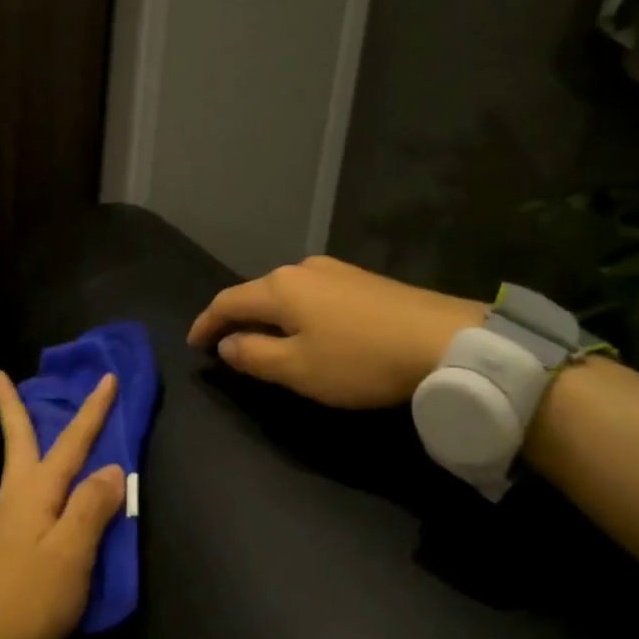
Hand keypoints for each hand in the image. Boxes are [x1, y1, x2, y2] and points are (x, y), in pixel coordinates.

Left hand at [0, 370, 125, 638]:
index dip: (93, 410)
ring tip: (28, 419)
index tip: (106, 378)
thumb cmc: (28, 599)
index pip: (72, 441)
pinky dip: (33, 473)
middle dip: (11, 405)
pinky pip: (25, 493)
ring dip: (23, 435)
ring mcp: (5, 522)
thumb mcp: (70, 553)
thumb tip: (109, 468)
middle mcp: (16, 497)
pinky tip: (42, 486)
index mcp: (34, 491)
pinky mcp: (4, 547)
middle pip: (18, 440)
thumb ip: (91, 507)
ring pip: (19, 465)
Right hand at [186, 255, 484, 408]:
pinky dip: (298, 313)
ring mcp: (336, 270)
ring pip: (286, 292)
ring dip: (269, 316)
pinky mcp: (364, 280)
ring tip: (266, 340)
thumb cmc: (360, 359)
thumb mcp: (298, 369)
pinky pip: (313, 294)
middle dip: (236, 318)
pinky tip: (309, 330)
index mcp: (279, 287)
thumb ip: (254, 356)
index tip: (193, 344)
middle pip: (256, 293)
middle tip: (227, 346)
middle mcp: (302, 269)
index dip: (205, 323)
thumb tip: (227, 344)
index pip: (227, 302)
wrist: (445, 340)